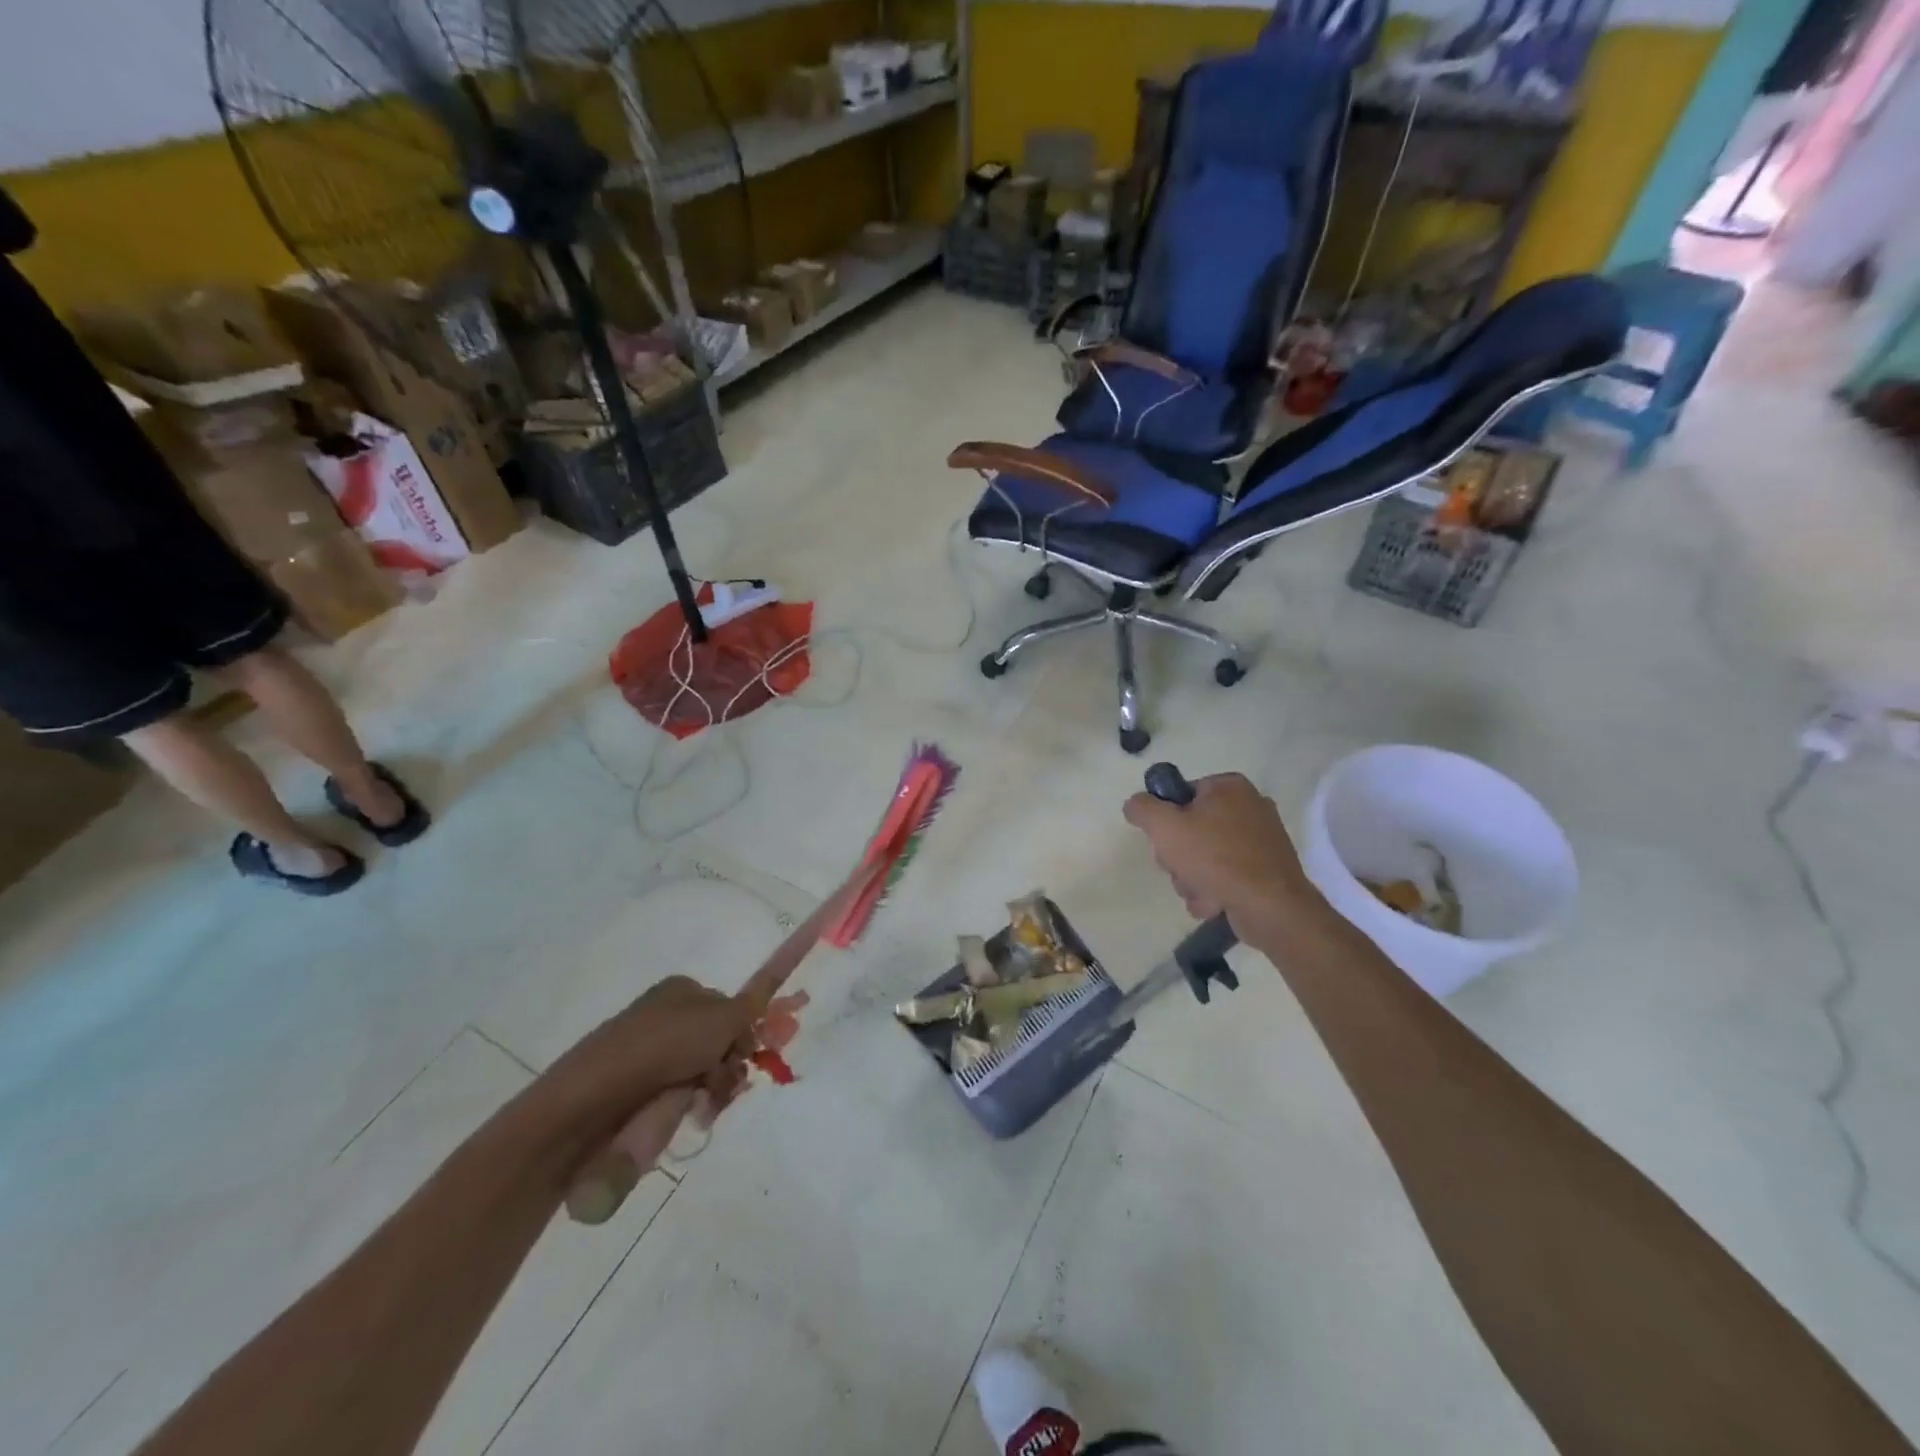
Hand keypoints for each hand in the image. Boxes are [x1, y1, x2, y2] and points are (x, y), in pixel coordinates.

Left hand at [550, 976, 753, 1127]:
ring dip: (714, 1089)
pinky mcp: (637, 1090)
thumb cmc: (665, 1045)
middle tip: (726, 1081)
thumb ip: (752, 1005)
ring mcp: (651, 1054)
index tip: (751, 1053)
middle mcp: (667, 1016)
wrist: (594, 1097)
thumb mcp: (721, 1017)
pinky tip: (689, 1114)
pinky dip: (690, 1106)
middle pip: (720, 1042)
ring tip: (703, 1103)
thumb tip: (770, 987)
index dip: (744, 1032)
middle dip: (730, 1064)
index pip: (730, 1008)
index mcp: (683, 990)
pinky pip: (680, 1096)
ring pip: (704, 1072)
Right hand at [1123, 772, 1319, 942]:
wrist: (1270, 907)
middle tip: (1179, 868)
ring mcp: (1261, 840)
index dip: (1165, 819)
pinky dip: (1214, 890)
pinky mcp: (1267, 870)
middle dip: (1178, 856)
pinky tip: (1215, 902)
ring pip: (1205, 856)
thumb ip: (1142, 808)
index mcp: (1229, 787)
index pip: (1181, 794)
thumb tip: (1135, 804)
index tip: (1163, 840)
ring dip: (1192, 878)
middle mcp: (1249, 807)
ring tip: (1200, 891)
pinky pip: (1226, 875)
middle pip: (1191, 828)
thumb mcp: (1164, 826)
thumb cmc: (1216, 858)